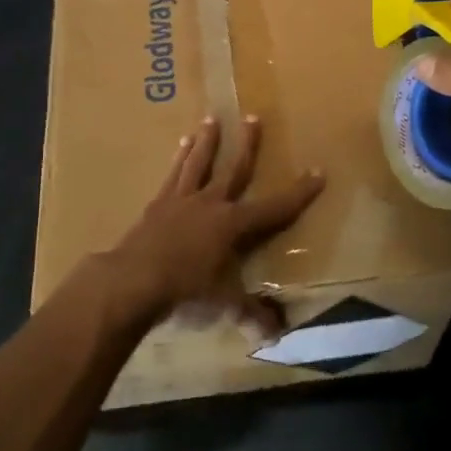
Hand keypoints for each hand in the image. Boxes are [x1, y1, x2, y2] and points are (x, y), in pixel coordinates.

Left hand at [107, 115, 323, 337]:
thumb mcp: (223, 303)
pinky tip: (181, 144)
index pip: (275, 207)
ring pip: (199, 163)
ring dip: (207, 141)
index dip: (299, 192)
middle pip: (234, 169)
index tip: (318, 172)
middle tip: (253, 116)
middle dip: (248, 144)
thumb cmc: (184, 289)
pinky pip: (173, 175)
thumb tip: (276, 333)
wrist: (133, 279)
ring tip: (210, 119)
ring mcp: (182, 199)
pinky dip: (179, 158)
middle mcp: (211, 203)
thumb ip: (250, 313)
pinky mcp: (158, 203)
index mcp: (233, 224)